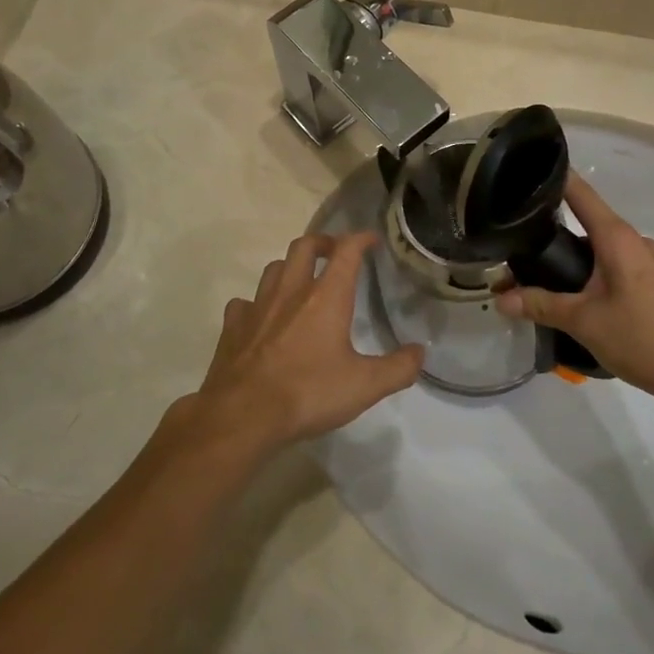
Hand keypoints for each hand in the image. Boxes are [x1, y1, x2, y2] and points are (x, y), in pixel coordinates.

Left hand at [189, 233, 421, 454]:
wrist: (243, 415)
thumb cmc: (308, 393)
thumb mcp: (364, 386)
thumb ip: (397, 368)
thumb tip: (420, 353)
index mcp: (326, 296)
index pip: (346, 251)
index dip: (361, 239)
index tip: (372, 239)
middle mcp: (291, 290)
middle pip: (304, 245)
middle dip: (323, 242)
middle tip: (334, 253)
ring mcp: (258, 306)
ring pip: (274, 268)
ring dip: (290, 267)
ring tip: (300, 280)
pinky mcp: (233, 326)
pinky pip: (244, 302)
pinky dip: (256, 303)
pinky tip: (261, 317)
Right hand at [494, 177, 653, 397]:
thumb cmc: (642, 338)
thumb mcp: (583, 321)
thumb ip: (540, 305)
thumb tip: (500, 298)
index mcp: (617, 238)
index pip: (580, 193)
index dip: (554, 179)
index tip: (525, 173)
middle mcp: (635, 241)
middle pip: (587, 223)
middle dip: (553, 233)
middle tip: (518, 245)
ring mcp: (649, 262)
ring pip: (601, 250)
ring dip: (573, 259)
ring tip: (541, 277)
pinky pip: (616, 267)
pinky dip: (592, 274)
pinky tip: (577, 299)